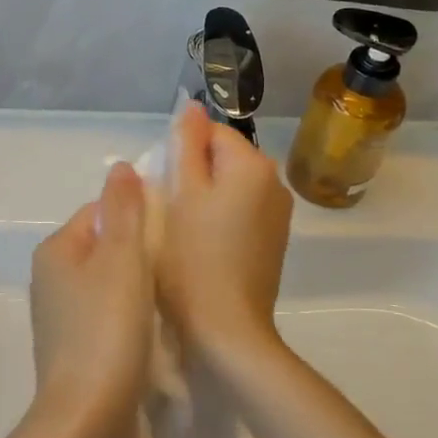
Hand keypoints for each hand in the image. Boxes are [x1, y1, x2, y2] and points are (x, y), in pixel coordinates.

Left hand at [27, 162, 153, 437]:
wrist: (87, 421)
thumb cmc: (107, 331)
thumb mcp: (122, 259)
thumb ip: (124, 209)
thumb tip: (119, 167)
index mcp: (56, 251)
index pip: (101, 212)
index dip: (138, 216)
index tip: (172, 235)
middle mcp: (51, 279)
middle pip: (106, 247)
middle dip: (141, 252)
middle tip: (176, 267)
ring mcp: (60, 317)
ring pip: (109, 284)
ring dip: (139, 287)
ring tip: (170, 299)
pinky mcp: (75, 349)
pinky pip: (108, 316)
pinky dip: (130, 317)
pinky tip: (154, 332)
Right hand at [157, 108, 293, 372]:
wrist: (227, 331)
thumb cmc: (192, 259)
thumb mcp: (180, 194)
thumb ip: (185, 145)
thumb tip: (192, 106)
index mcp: (252, 165)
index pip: (210, 132)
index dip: (179, 152)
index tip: (160, 184)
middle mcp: (274, 182)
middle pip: (222, 158)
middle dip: (191, 174)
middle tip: (165, 208)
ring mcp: (277, 214)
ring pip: (229, 187)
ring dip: (203, 197)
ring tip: (179, 229)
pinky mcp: (272, 241)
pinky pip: (240, 212)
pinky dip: (218, 219)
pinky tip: (199, 246)